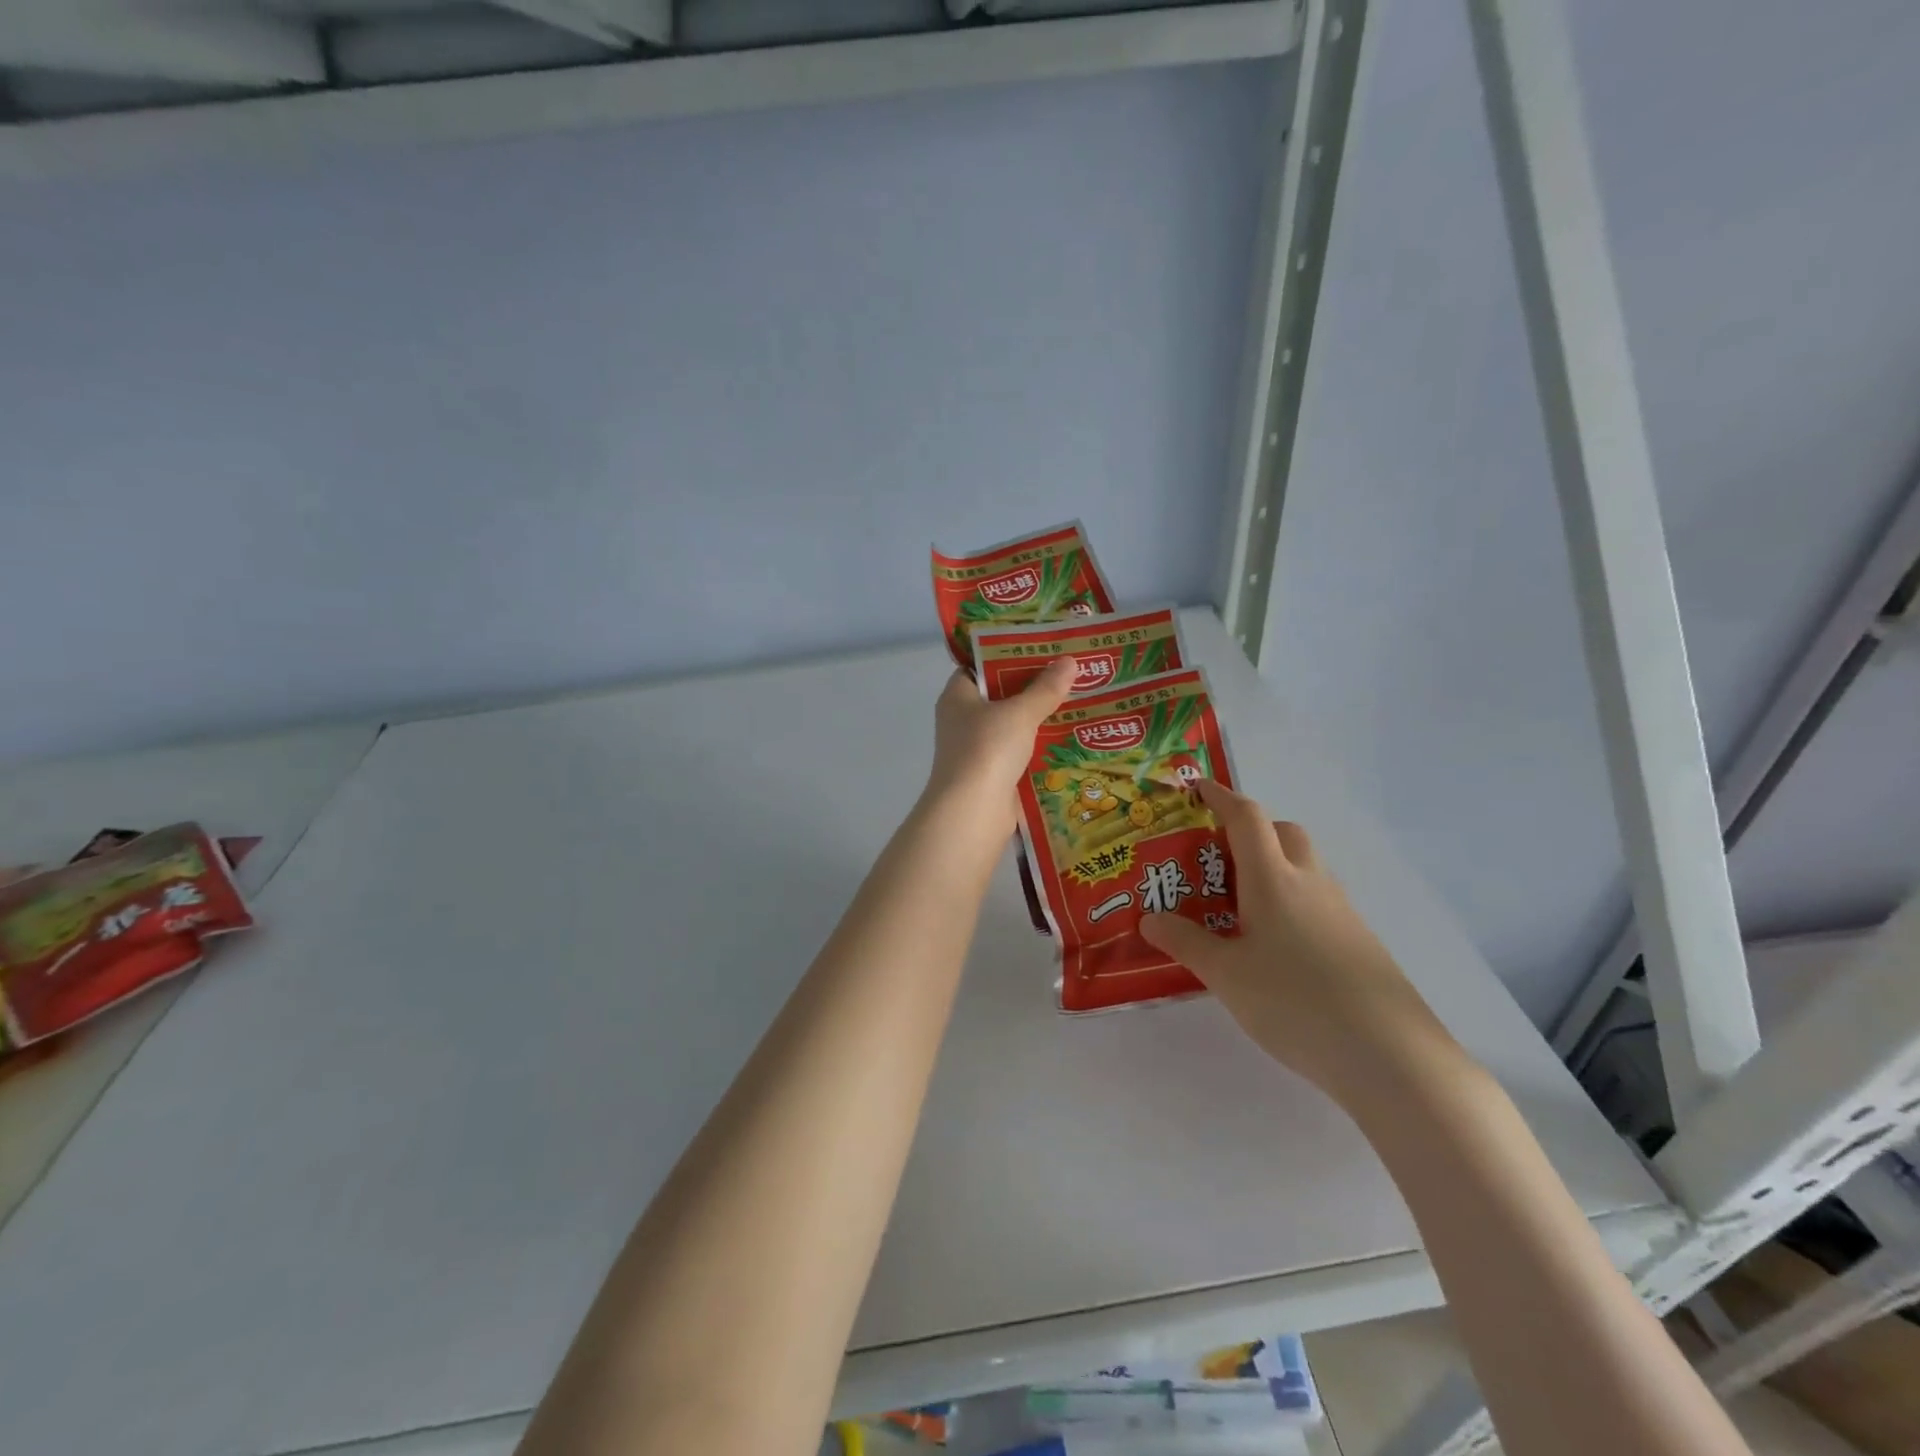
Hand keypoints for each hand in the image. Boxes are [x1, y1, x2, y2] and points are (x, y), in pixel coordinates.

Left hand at [923, 657, 1077, 835]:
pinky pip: (1019, 754)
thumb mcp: (1020, 712)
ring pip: (1012, 727)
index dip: (1007, 655)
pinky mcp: (992, 775)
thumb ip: (1045, 688)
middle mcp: (962, 720)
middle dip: (1032, 688)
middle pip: (999, 696)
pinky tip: (1069, 740)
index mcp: (958, 696)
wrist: (972, 812)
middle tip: (1069, 673)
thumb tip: (1069, 661)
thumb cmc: (987, 749)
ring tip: (1078, 702)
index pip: (979, 666)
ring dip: (1039, 720)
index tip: (1040, 649)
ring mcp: (976, 750)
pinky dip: (1039, 748)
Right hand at [1139, 780, 1461, 1101]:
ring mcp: (1341, 912)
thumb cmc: (1294, 1001)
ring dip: (1272, 868)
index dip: (1221, 797)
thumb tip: (1150, 920)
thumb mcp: (1226, 974)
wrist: (1389, 1055)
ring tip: (1237, 907)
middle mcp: (1310, 883)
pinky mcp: (1358, 942)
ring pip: (1304, 868)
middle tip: (1216, 859)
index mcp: (1273, 879)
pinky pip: (1317, 901)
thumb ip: (1186, 942)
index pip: (1247, 818)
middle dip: (1251, 831)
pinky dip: (1290, 902)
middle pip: (1284, 833)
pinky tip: (1274, 947)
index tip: (1198, 788)